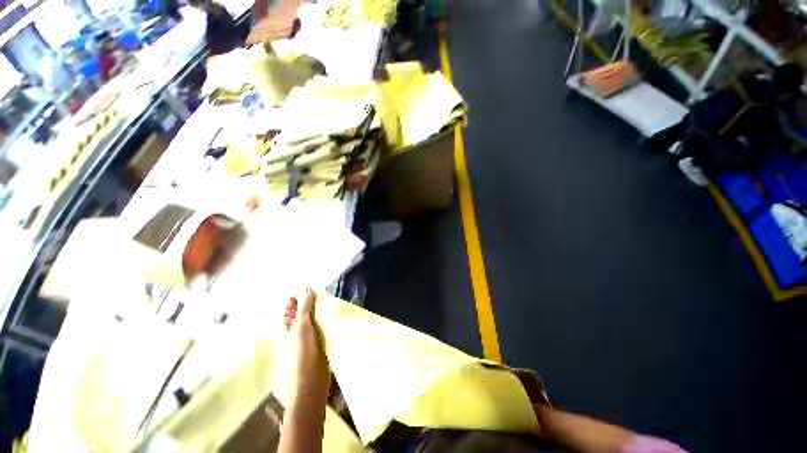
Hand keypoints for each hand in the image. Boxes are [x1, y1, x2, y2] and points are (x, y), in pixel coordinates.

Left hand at [277, 288, 329, 452]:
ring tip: (331, 301)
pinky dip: (327, 316)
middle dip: (313, 299)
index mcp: (288, 323)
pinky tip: (334, 313)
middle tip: (325, 295)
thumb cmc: (302, 352)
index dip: (300, 294)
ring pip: (315, 314)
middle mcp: (296, 326)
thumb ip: (304, 307)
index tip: (313, 289)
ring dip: (321, 308)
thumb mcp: (301, 326)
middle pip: (304, 307)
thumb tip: (308, 287)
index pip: (291, 302)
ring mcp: (308, 333)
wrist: (311, 379)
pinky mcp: (319, 338)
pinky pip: (322, 322)